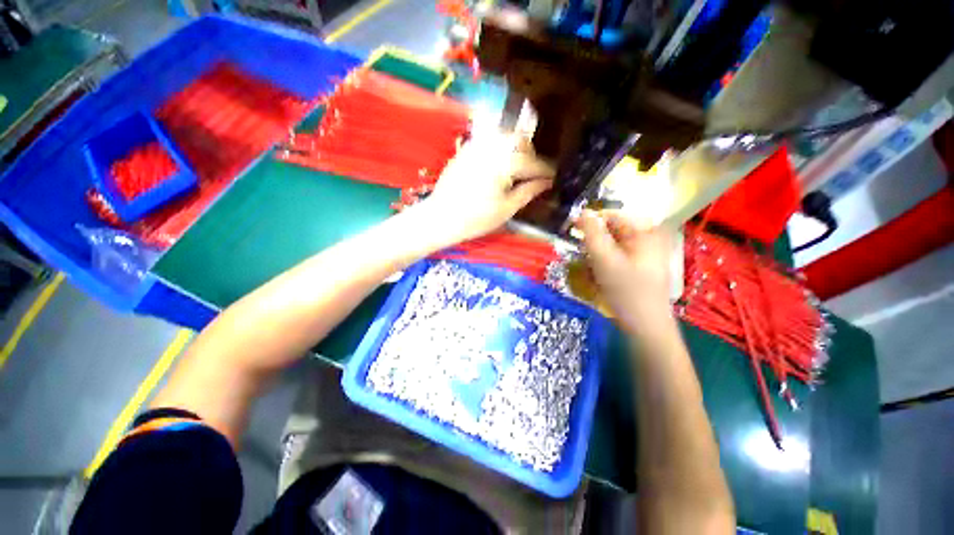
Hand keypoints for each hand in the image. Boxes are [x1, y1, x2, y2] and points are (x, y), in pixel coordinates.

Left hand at [418, 132, 553, 244]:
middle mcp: (492, 146)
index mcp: (505, 162)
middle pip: (521, 140)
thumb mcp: (507, 209)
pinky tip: (499, 165)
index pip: (533, 163)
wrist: (441, 217)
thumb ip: (529, 191)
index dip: (546, 172)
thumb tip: (547, 182)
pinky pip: (490, 140)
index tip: (553, 179)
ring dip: (516, 149)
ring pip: (505, 136)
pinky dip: (500, 148)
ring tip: (517, 170)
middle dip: (531, 156)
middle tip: (533, 174)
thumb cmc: (476, 218)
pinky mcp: (466, 149)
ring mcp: (477, 145)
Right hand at [576, 209, 673, 334]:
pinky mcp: (640, 269)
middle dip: (593, 244)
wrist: (646, 326)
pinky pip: (616, 259)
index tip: (571, 230)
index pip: (612, 216)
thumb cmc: (626, 290)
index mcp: (645, 232)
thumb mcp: (604, 258)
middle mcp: (648, 239)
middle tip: (582, 257)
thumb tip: (582, 211)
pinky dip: (604, 265)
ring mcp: (645, 255)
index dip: (590, 221)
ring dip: (596, 256)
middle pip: (612, 233)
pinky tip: (599, 278)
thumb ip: (592, 233)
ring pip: (612, 247)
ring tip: (590, 272)